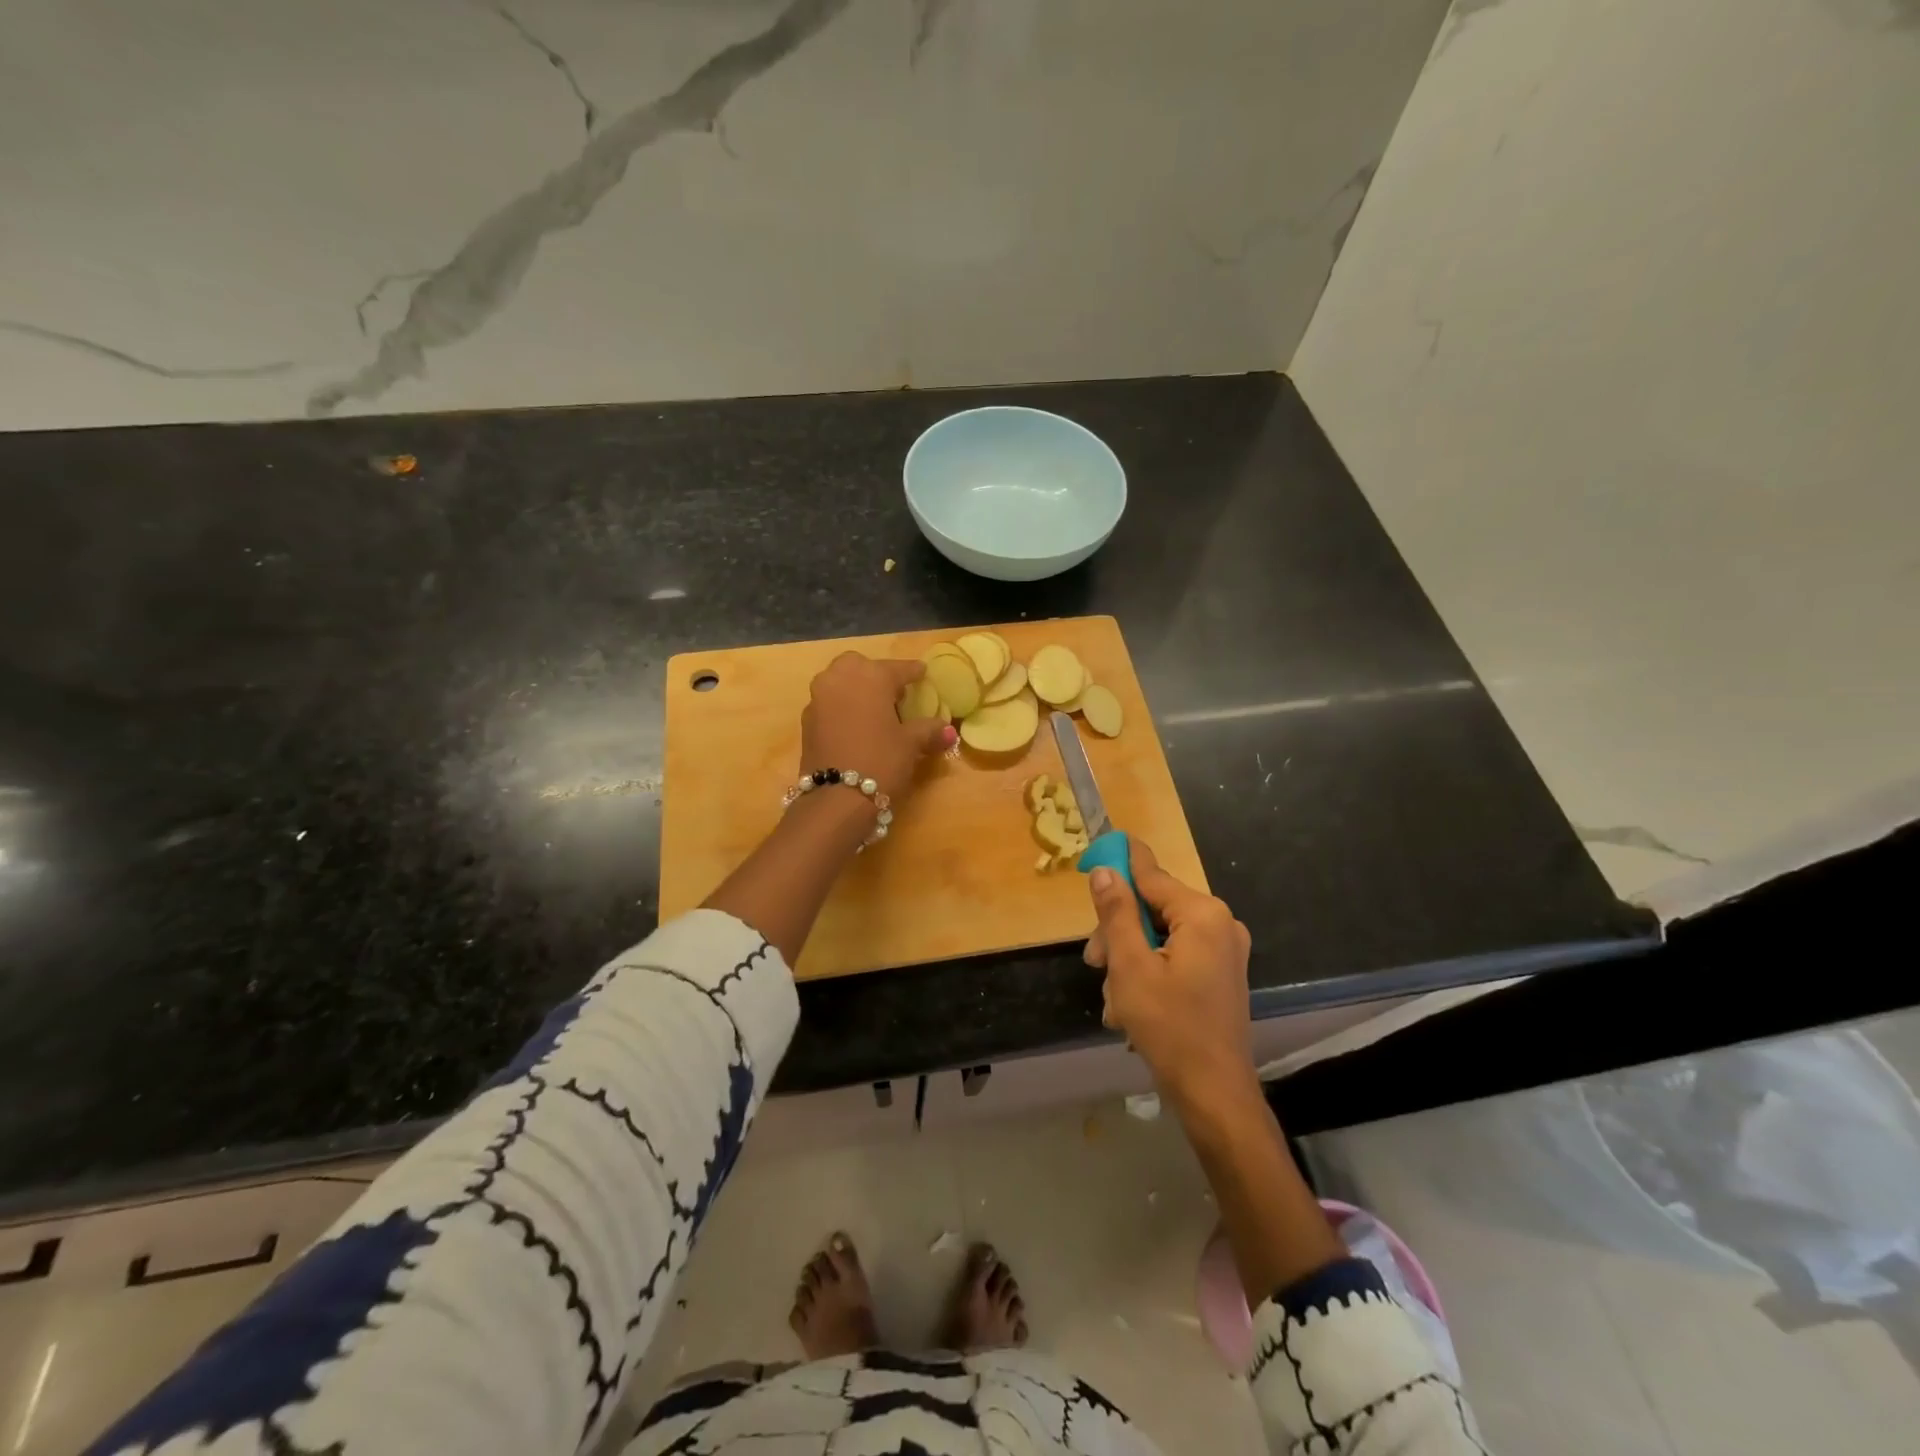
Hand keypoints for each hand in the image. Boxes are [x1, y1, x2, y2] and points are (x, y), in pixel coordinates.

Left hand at [800, 652, 954, 803]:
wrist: (836, 798)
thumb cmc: (881, 761)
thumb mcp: (910, 744)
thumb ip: (928, 730)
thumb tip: (948, 730)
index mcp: (871, 676)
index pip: (898, 668)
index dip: (913, 672)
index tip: (922, 673)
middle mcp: (840, 678)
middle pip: (860, 666)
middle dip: (876, 674)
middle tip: (893, 693)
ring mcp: (819, 698)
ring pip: (839, 681)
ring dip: (855, 689)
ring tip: (874, 709)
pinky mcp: (806, 720)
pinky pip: (829, 703)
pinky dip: (842, 707)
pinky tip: (854, 725)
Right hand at [1084, 838, 1256, 1111]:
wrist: (1215, 1095)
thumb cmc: (1170, 1028)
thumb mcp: (1131, 967)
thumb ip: (1117, 913)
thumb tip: (1105, 870)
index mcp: (1203, 914)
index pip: (1150, 875)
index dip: (1119, 863)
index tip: (1094, 850)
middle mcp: (1219, 924)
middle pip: (1152, 909)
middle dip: (1118, 934)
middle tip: (1093, 963)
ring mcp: (1223, 951)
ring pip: (1159, 936)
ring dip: (1128, 960)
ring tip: (1113, 1000)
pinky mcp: (1220, 975)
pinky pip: (1174, 957)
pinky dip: (1148, 973)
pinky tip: (1129, 1007)